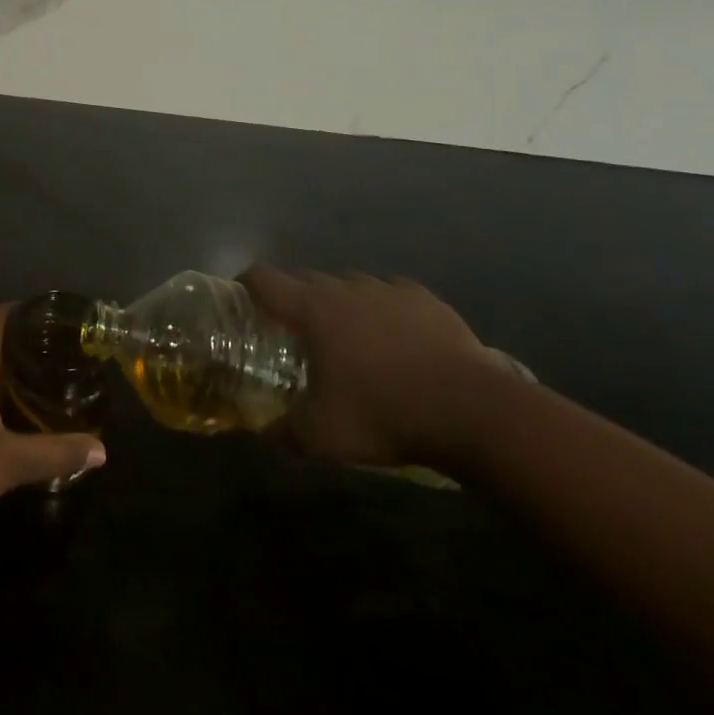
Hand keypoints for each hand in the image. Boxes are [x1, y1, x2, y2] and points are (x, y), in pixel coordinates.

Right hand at [243, 267, 507, 468]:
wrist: (473, 410)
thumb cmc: (384, 414)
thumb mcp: (322, 436)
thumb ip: (284, 433)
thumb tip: (263, 436)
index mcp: (312, 309)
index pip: (263, 278)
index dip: (246, 284)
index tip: (240, 299)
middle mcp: (344, 287)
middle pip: (304, 279)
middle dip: (292, 299)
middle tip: (292, 332)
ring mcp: (387, 289)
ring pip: (348, 284)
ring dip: (338, 303)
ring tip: (346, 337)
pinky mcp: (424, 298)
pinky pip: (389, 294)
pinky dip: (381, 309)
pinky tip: (392, 337)